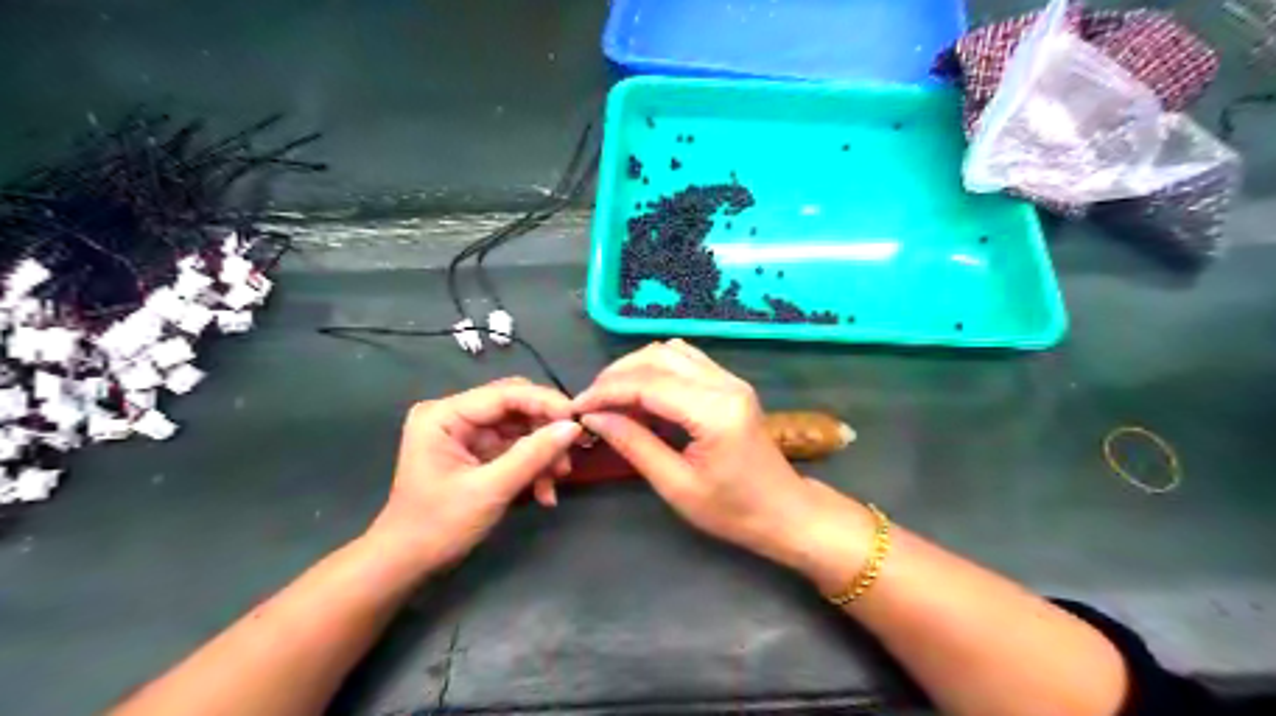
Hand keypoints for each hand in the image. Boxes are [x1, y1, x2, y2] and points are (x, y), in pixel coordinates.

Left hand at [366, 378, 580, 573]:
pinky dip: (532, 466)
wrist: (406, 564)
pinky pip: (514, 447)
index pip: (505, 394)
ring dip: (542, 452)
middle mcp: (454, 414)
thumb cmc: (438, 526)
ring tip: (558, 479)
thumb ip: (533, 455)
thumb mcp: (490, 490)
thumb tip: (574, 428)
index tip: (578, 422)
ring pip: (520, 427)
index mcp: (444, 414)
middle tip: (572, 451)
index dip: (545, 403)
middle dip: (545, 429)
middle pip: (515, 406)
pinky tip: (544, 492)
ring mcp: (465, 433)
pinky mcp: (475, 451)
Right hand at [576, 338, 866, 578]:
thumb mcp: (677, 485)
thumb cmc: (733, 510)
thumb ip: (634, 444)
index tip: (576, 407)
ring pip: (671, 352)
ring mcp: (730, 379)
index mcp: (714, 411)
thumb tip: (594, 417)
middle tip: (592, 403)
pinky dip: (656, 370)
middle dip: (617, 375)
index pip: (648, 384)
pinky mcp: (731, 384)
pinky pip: (686, 361)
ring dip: (636, 368)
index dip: (606, 391)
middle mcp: (724, 384)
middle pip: (657, 357)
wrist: (784, 511)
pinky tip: (642, 394)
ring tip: (612, 397)